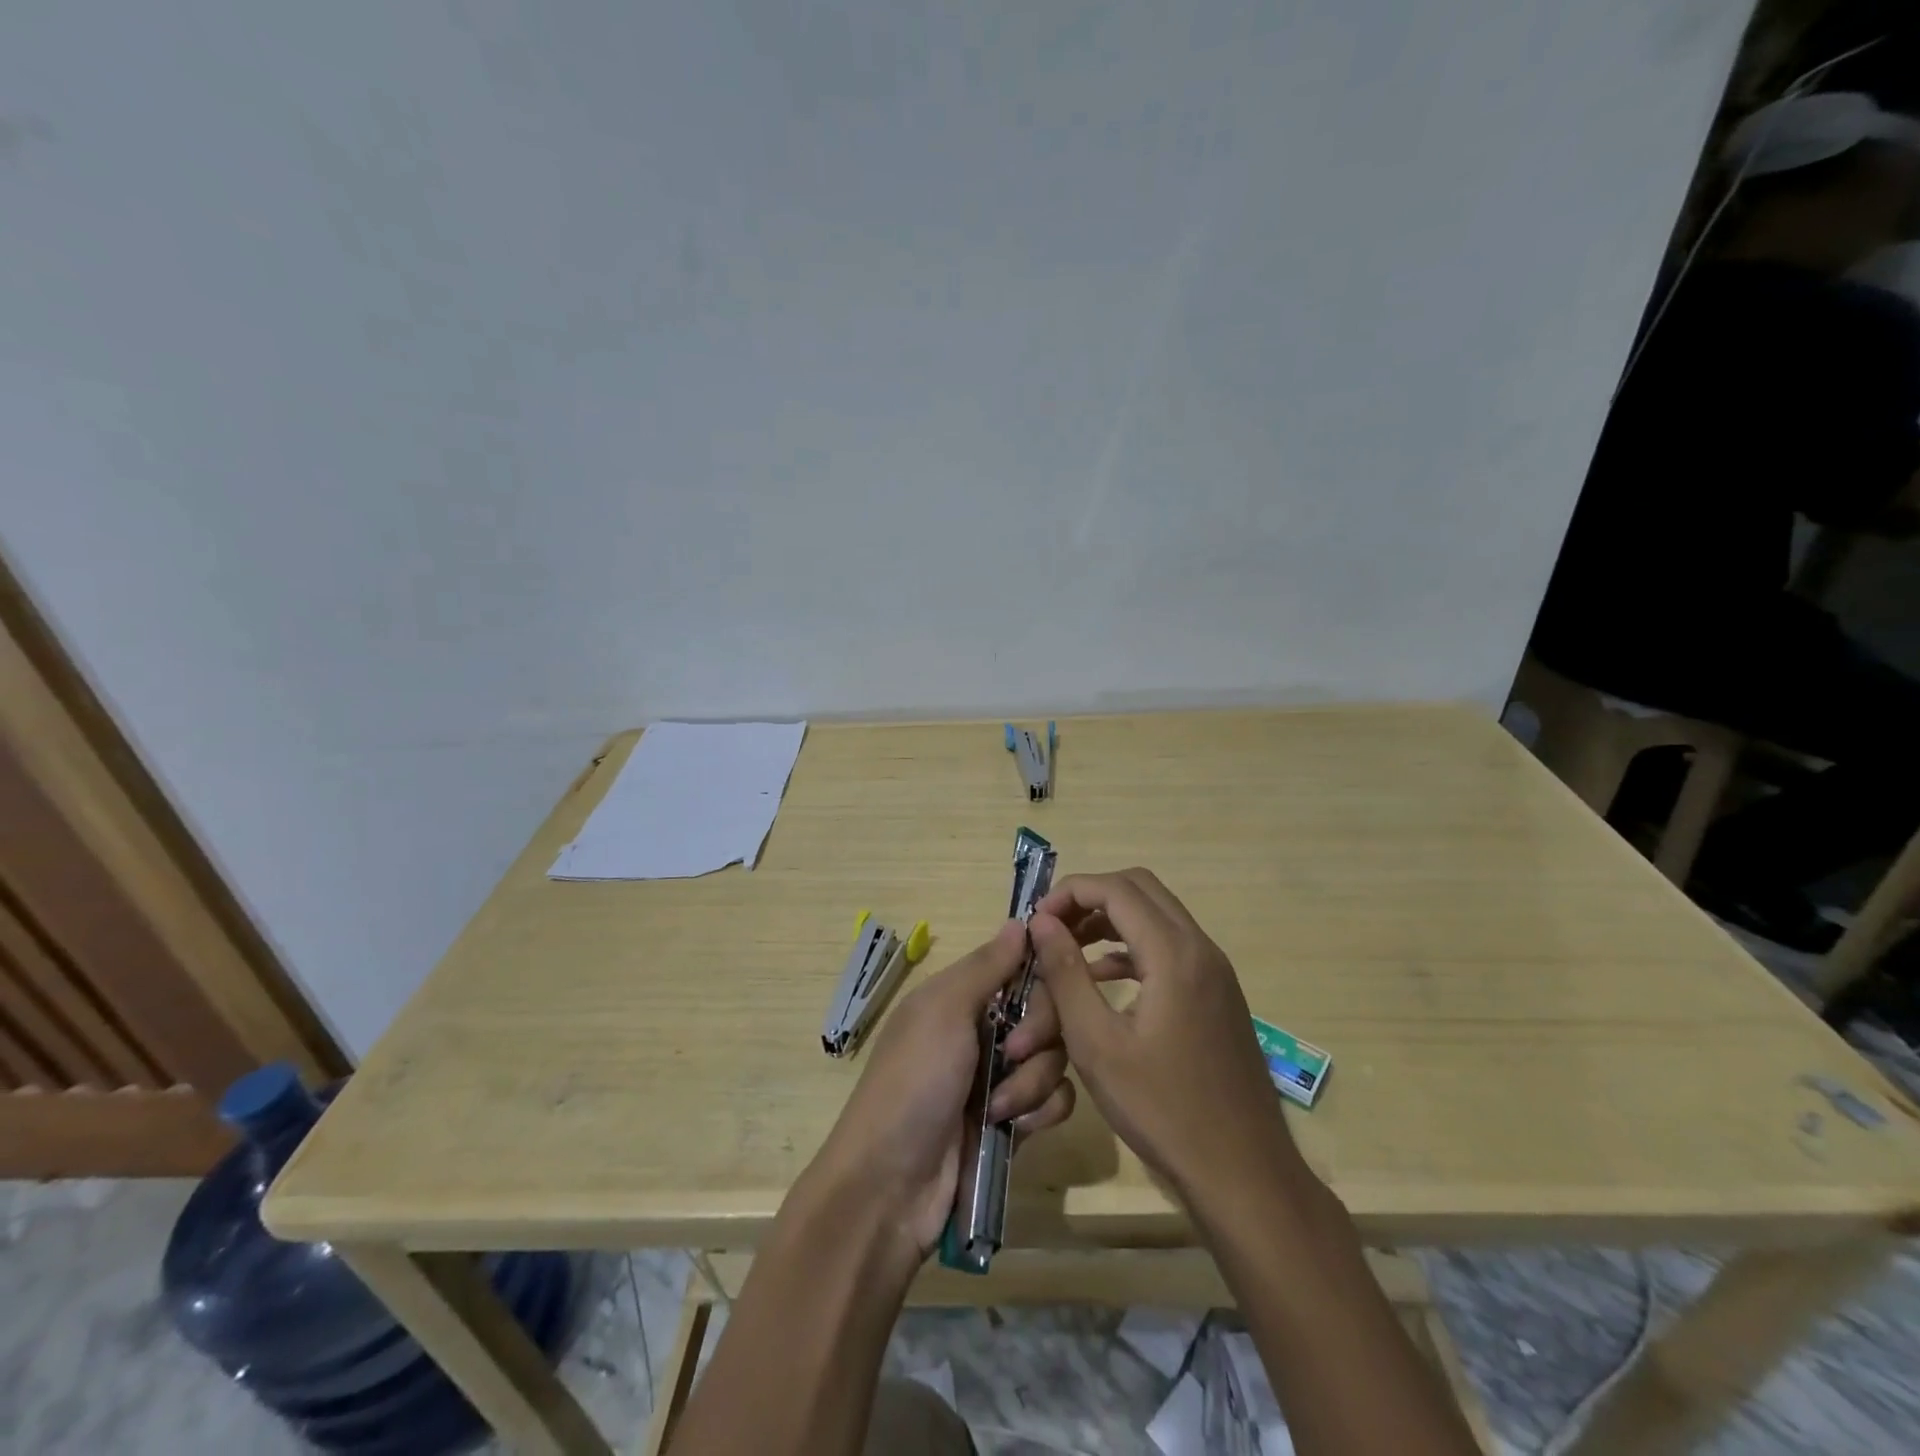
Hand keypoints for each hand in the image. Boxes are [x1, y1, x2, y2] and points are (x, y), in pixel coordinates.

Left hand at [809, 921, 1076, 1260]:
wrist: (891, 1186)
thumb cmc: (913, 1081)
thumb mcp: (943, 1010)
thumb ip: (987, 966)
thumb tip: (1022, 920)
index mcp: (960, 997)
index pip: (1020, 967)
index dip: (1040, 975)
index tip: (1055, 981)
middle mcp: (982, 1031)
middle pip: (1045, 1012)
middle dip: (1038, 1033)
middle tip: (1011, 1053)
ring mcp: (998, 1078)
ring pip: (1054, 1058)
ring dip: (1032, 1081)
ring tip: (998, 1108)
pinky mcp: (1013, 1122)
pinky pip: (1054, 1102)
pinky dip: (1040, 1112)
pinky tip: (1014, 1128)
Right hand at [1028, 869, 1296, 1207]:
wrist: (1243, 1173)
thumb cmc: (1163, 1110)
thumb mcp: (1097, 1044)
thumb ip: (1066, 974)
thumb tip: (1041, 922)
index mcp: (1174, 954)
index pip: (1116, 889)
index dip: (1069, 892)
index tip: (1035, 921)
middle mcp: (1200, 949)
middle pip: (1140, 889)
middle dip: (1090, 897)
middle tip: (1052, 928)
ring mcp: (1214, 971)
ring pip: (1156, 915)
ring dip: (1111, 919)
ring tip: (1067, 948)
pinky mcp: (1216, 994)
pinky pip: (1170, 947)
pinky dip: (1132, 946)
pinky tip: (1102, 978)